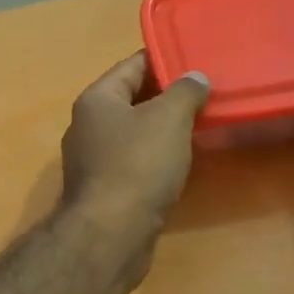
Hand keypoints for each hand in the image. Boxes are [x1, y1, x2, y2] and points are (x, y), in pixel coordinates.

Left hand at [61, 52, 209, 239]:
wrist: (111, 234)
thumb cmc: (138, 165)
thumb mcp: (169, 118)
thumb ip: (185, 91)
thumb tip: (195, 77)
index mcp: (97, 99)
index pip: (132, 65)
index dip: (164, 59)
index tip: (196, 59)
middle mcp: (88, 125)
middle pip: (132, 99)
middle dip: (167, 95)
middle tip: (205, 92)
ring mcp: (93, 160)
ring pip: (134, 132)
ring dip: (163, 128)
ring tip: (200, 123)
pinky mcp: (104, 190)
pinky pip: (134, 161)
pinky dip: (156, 156)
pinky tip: (180, 161)